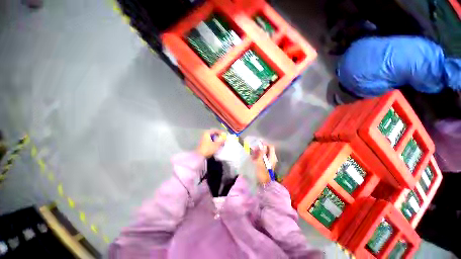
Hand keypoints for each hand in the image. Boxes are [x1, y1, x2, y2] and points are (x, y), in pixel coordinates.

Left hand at [196, 129, 225, 157]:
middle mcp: (204, 135)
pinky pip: (209, 141)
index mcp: (207, 133)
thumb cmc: (208, 149)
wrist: (200, 156)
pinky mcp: (203, 144)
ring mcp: (203, 139)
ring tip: (220, 143)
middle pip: (213, 134)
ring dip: (216, 139)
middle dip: (218, 136)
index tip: (224, 135)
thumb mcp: (216, 144)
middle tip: (223, 139)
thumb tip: (225, 138)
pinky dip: (213, 142)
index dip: (220, 132)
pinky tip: (216, 146)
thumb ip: (221, 140)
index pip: (215, 130)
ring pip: (211, 138)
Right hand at [252, 144, 277, 183]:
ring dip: (258, 152)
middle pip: (267, 150)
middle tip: (253, 149)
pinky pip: (262, 158)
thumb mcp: (259, 162)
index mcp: (272, 157)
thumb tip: (264, 146)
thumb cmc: (261, 172)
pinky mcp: (266, 164)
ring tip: (252, 154)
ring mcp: (269, 161)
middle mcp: (272, 158)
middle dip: (260, 149)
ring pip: (264, 153)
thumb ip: (261, 153)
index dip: (265, 144)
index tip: (258, 144)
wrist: (262, 184)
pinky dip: (258, 156)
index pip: (271, 147)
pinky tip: (253, 158)